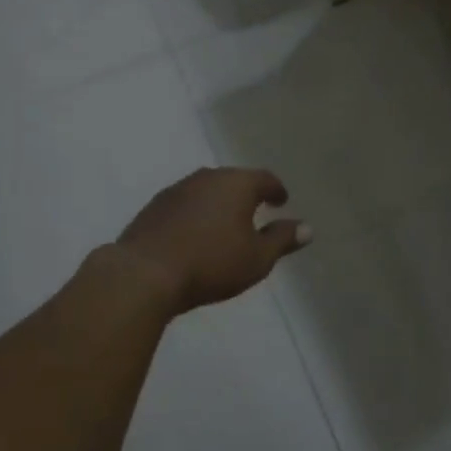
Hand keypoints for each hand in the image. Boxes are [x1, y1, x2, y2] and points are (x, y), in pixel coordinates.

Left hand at [115, 167, 310, 314]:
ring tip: (224, 223)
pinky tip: (193, 233)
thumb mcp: (256, 259)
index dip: (276, 190)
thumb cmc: (211, 263)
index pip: (264, 178)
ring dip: (218, 203)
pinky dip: (195, 213)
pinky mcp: (154, 206)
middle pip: (234, 180)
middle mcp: (208, 177)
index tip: (281, 201)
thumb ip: (282, 240)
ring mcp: (177, 189)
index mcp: (237, 184)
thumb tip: (307, 228)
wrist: (143, 274)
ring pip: (206, 190)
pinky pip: (184, 204)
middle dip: (246, 194)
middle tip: (255, 210)